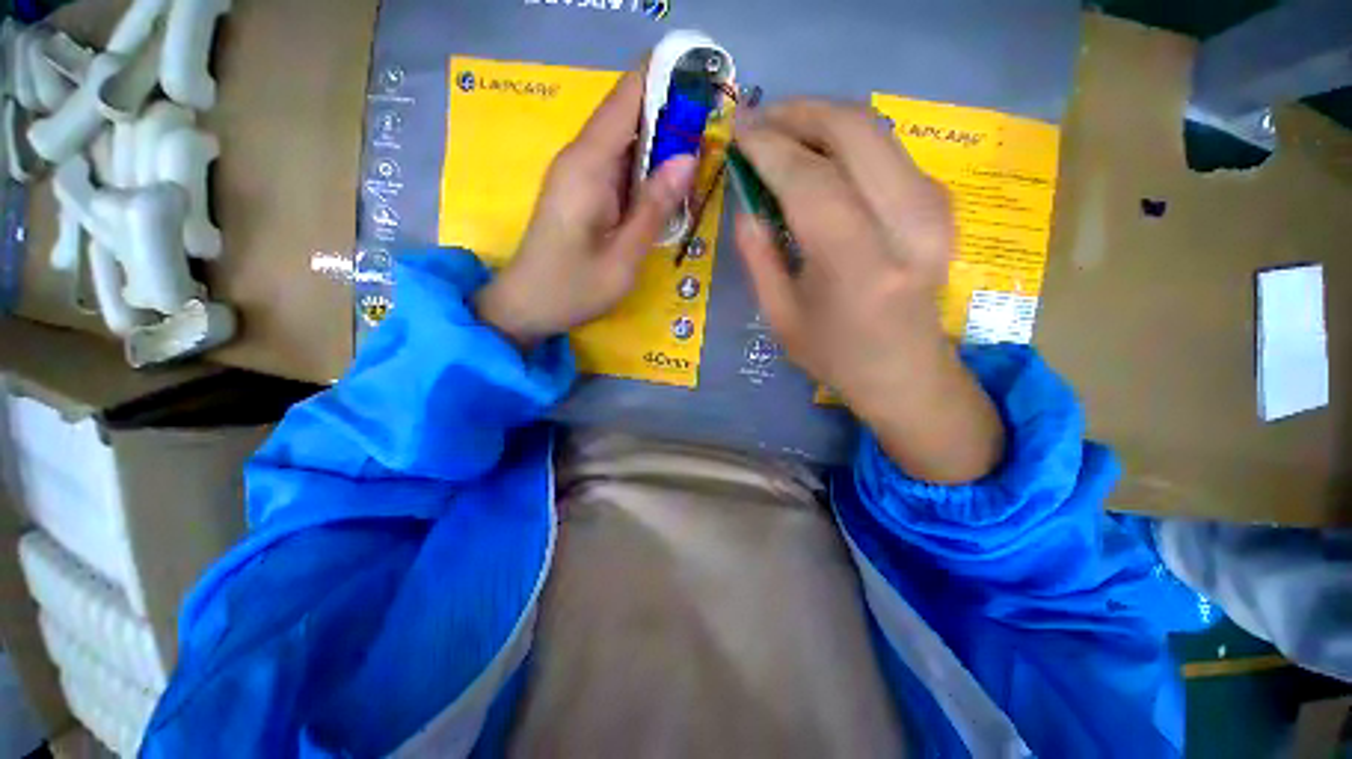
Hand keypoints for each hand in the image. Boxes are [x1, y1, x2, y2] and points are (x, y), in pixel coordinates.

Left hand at [475, 65, 697, 349]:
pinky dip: (646, 166)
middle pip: (629, 112)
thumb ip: (654, 207)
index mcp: (589, 165)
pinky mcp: (580, 188)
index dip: (666, 76)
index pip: (628, 95)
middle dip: (672, 113)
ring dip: (662, 142)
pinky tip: (669, 182)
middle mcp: (580, 156)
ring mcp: (578, 171)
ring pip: (626, 139)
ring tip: (702, 153)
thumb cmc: (574, 288)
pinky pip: (618, 163)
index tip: (706, 75)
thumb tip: (688, 157)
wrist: (528, 305)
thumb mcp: (623, 257)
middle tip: (715, 129)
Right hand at [735, 101, 1003, 482]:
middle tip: (760, 120)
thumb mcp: (780, 316)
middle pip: (855, 131)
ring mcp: (934, 209)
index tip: (738, 129)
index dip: (770, 147)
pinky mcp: (940, 203)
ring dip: (823, 119)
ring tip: (782, 132)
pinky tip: (818, 155)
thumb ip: (759, 256)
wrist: (905, 372)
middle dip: (800, 113)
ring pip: (876, 130)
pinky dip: (847, 140)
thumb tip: (746, 204)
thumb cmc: (835, 355)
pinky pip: (888, 150)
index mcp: (859, 266)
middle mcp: (908, 225)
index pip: (811, 181)